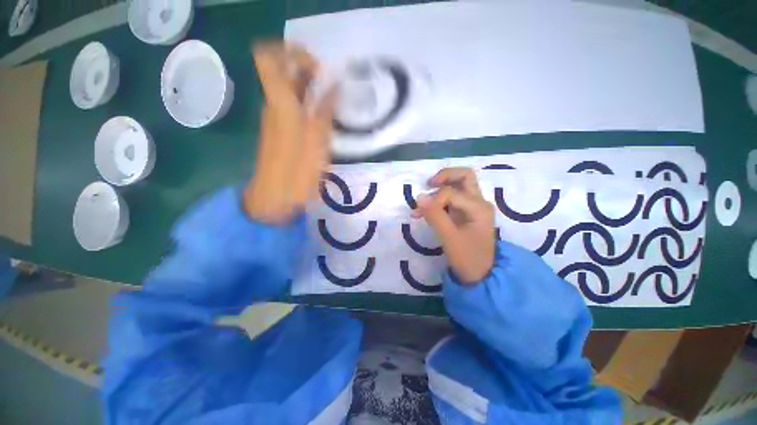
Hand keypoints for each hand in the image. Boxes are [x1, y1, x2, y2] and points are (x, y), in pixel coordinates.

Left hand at [244, 42, 335, 223]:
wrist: (273, 198)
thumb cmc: (296, 174)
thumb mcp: (316, 144)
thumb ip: (324, 113)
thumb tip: (333, 87)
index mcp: (280, 105)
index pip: (269, 57)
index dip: (292, 52)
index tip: (318, 66)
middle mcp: (273, 105)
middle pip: (284, 72)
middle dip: (310, 71)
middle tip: (334, 87)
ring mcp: (276, 118)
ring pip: (290, 89)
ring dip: (312, 89)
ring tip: (334, 104)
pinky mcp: (280, 130)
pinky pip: (293, 107)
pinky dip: (310, 106)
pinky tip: (325, 120)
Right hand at [411, 168, 495, 284]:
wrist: (481, 276)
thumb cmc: (468, 258)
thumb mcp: (449, 238)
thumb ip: (434, 215)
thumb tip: (419, 196)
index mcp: (478, 207)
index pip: (451, 192)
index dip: (433, 200)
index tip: (420, 213)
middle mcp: (479, 202)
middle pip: (464, 176)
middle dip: (444, 177)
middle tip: (428, 184)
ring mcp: (473, 207)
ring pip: (459, 185)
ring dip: (440, 188)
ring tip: (424, 201)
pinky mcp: (466, 213)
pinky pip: (453, 198)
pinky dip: (440, 198)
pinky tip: (428, 209)